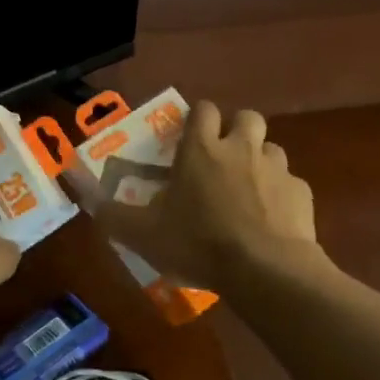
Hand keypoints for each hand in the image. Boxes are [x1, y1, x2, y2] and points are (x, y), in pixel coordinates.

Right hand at [90, 102, 317, 290]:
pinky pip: (290, 184)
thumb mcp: (142, 233)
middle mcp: (242, 148)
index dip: (196, 119)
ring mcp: (277, 169)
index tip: (188, 140)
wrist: (265, 270)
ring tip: (246, 192)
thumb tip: (78, 188)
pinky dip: (280, 195)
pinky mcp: (301, 193)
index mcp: (201, 149)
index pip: (202, 109)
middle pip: (245, 117)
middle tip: (221, 161)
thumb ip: (109, 211)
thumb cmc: (198, 244)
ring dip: (259, 162)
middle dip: (235, 131)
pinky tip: (270, 221)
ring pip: (270, 149)